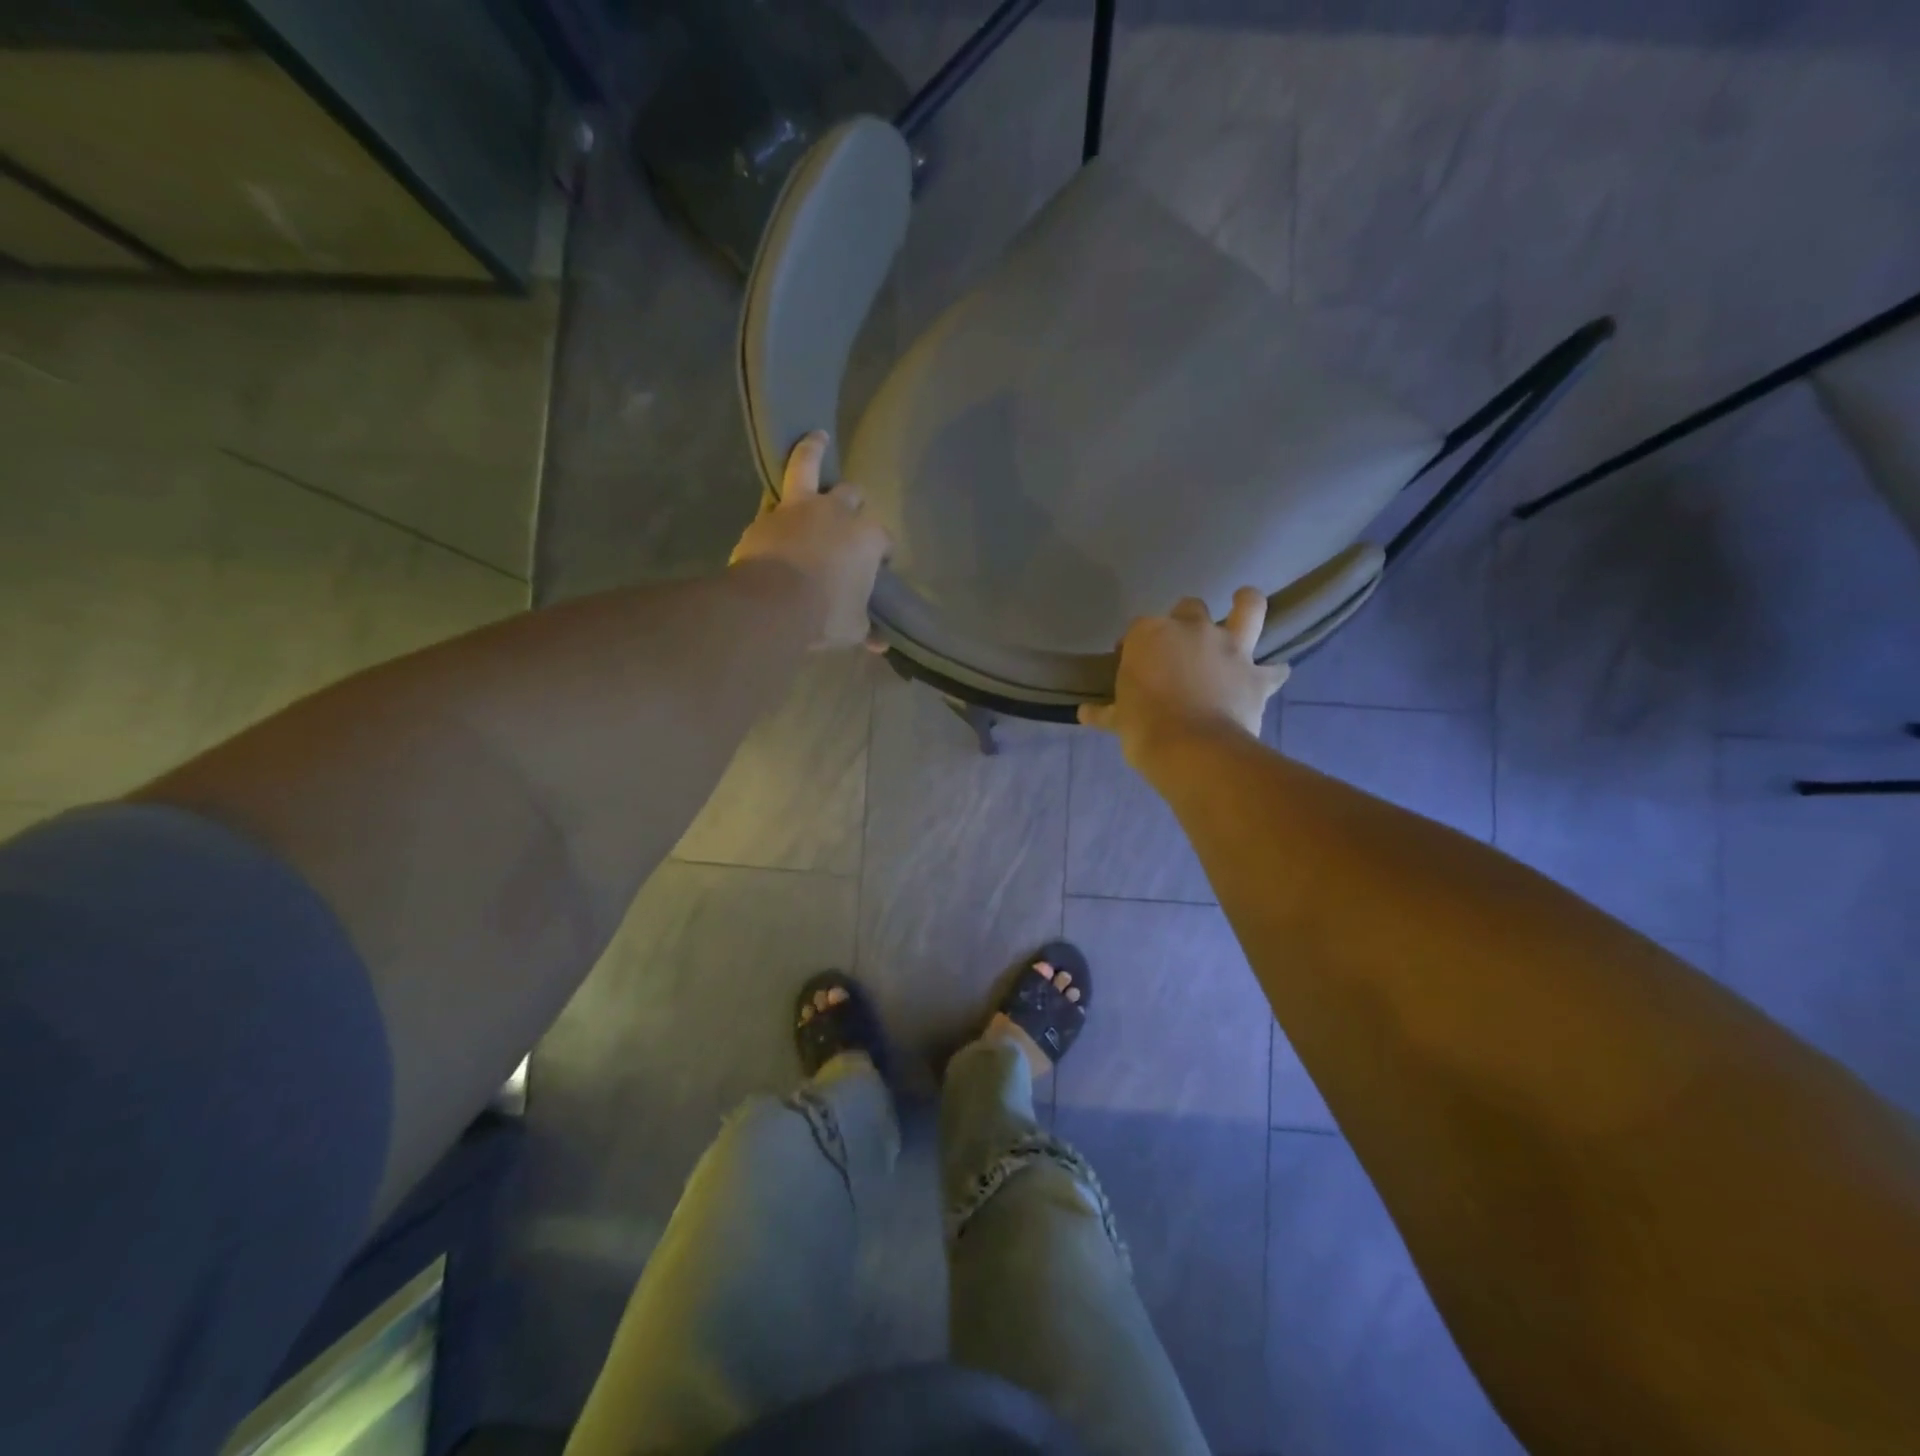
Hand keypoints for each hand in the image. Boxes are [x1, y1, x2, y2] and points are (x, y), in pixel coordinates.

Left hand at [731, 431, 891, 649]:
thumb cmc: (824, 615)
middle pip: (852, 495)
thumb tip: (880, 644)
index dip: (882, 553)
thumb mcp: (852, 628)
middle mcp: (837, 512)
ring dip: (813, 449)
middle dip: (854, 503)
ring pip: (809, 464)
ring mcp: (800, 509)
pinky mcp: (767, 515)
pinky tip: (775, 505)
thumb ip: (866, 628)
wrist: (771, 605)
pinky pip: (774, 500)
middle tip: (849, 515)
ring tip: (817, 436)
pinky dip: (777, 502)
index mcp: (867, 538)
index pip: (883, 540)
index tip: (877, 567)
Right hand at [1079, 587, 1288, 767]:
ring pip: (1248, 609)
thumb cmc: (1143, 728)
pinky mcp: (1256, 674)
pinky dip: (1272, 673)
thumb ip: (1105, 712)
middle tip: (1179, 647)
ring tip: (1244, 603)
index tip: (1132, 665)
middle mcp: (1192, 629)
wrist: (1191, 749)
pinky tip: (1271, 677)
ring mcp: (1229, 647)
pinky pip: (1273, 670)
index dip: (1135, 645)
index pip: (1138, 629)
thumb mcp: (1118, 720)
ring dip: (1247, 604)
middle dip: (1184, 621)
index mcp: (1149, 634)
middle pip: (1188, 608)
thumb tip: (1084, 713)